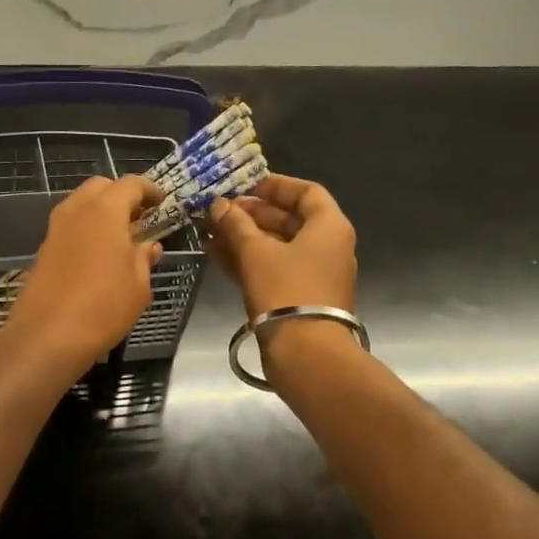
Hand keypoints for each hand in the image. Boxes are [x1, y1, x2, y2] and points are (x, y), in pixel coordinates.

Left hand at [1, 175, 162, 377]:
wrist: (47, 336)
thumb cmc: (103, 307)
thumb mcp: (138, 286)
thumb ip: (143, 259)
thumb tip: (148, 247)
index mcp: (105, 211)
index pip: (130, 184)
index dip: (149, 190)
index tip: (161, 201)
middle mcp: (76, 211)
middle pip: (100, 187)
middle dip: (120, 194)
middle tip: (139, 217)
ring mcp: (55, 229)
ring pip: (80, 205)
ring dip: (100, 211)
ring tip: (118, 236)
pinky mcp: (43, 250)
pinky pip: (68, 227)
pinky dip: (84, 229)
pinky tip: (96, 254)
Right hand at [208, 173, 357, 322]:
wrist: (305, 352)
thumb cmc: (286, 290)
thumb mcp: (256, 252)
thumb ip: (236, 224)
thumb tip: (218, 204)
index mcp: (328, 227)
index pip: (306, 192)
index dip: (275, 186)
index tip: (245, 186)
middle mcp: (327, 247)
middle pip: (288, 220)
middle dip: (251, 214)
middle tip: (219, 212)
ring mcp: (313, 274)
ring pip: (277, 247)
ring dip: (244, 238)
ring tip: (209, 232)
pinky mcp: (298, 298)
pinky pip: (272, 269)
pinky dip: (248, 260)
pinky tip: (216, 254)